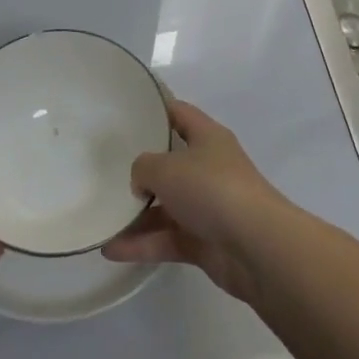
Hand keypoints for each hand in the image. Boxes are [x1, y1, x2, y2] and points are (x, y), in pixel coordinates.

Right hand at [101, 100, 291, 304]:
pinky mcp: (205, 241)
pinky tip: (111, 249)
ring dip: (136, 214)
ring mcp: (208, 206)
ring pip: (166, 206)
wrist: (256, 247)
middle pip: (170, 162)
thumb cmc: (212, 189)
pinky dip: (142, 243)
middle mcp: (209, 167)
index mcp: (207, 137)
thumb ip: (144, 167)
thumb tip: (141, 181)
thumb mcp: (167, 167)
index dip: (155, 109)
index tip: (127, 111)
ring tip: (102, 218)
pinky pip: (167, 238)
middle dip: (141, 169)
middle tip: (106, 169)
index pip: (179, 113)